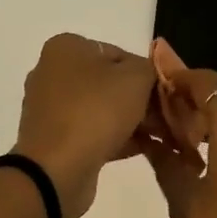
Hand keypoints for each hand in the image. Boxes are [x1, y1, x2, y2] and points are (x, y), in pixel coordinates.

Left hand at [13, 34, 157, 217]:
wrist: (56, 169)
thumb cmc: (95, 111)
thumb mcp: (136, 78)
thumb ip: (150, 69)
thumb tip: (149, 76)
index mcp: (65, 48)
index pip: (118, 53)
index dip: (146, 74)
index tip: (165, 95)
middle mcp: (52, 73)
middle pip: (108, 82)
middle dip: (140, 100)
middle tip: (166, 118)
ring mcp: (49, 108)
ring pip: (100, 109)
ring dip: (131, 122)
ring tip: (160, 136)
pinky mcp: (53, 139)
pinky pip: (91, 132)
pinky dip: (115, 138)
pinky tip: (143, 149)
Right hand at [140, 53, 216, 217]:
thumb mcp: (187, 202)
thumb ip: (166, 162)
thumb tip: (151, 138)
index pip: (203, 81)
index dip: (175, 74)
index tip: (151, 70)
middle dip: (190, 91)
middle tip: (158, 106)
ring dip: (209, 111)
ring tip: (175, 133)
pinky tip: (203, 155)